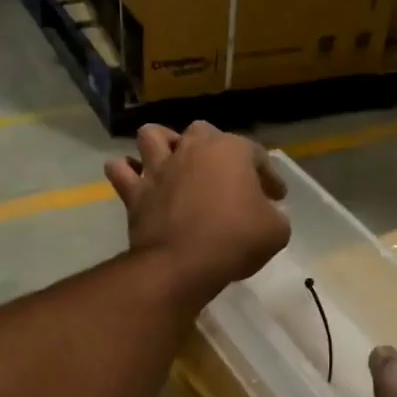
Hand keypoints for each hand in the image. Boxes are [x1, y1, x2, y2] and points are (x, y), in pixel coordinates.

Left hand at [105, 122, 289, 302]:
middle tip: (223, 175)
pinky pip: (120, 170)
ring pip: (152, 135)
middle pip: (202, 132)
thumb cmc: (235, 241)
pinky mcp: (135, 191)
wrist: (182, 264)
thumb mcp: (276, 231)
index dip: (269, 175)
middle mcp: (192, 149)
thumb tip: (268, 213)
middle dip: (214, 148)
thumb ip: (275, 215)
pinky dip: (125, 171)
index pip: (256, 155)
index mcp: (230, 151)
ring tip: (171, 160)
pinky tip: (135, 179)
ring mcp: (159, 167)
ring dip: (162, 144)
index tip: (276, 196)